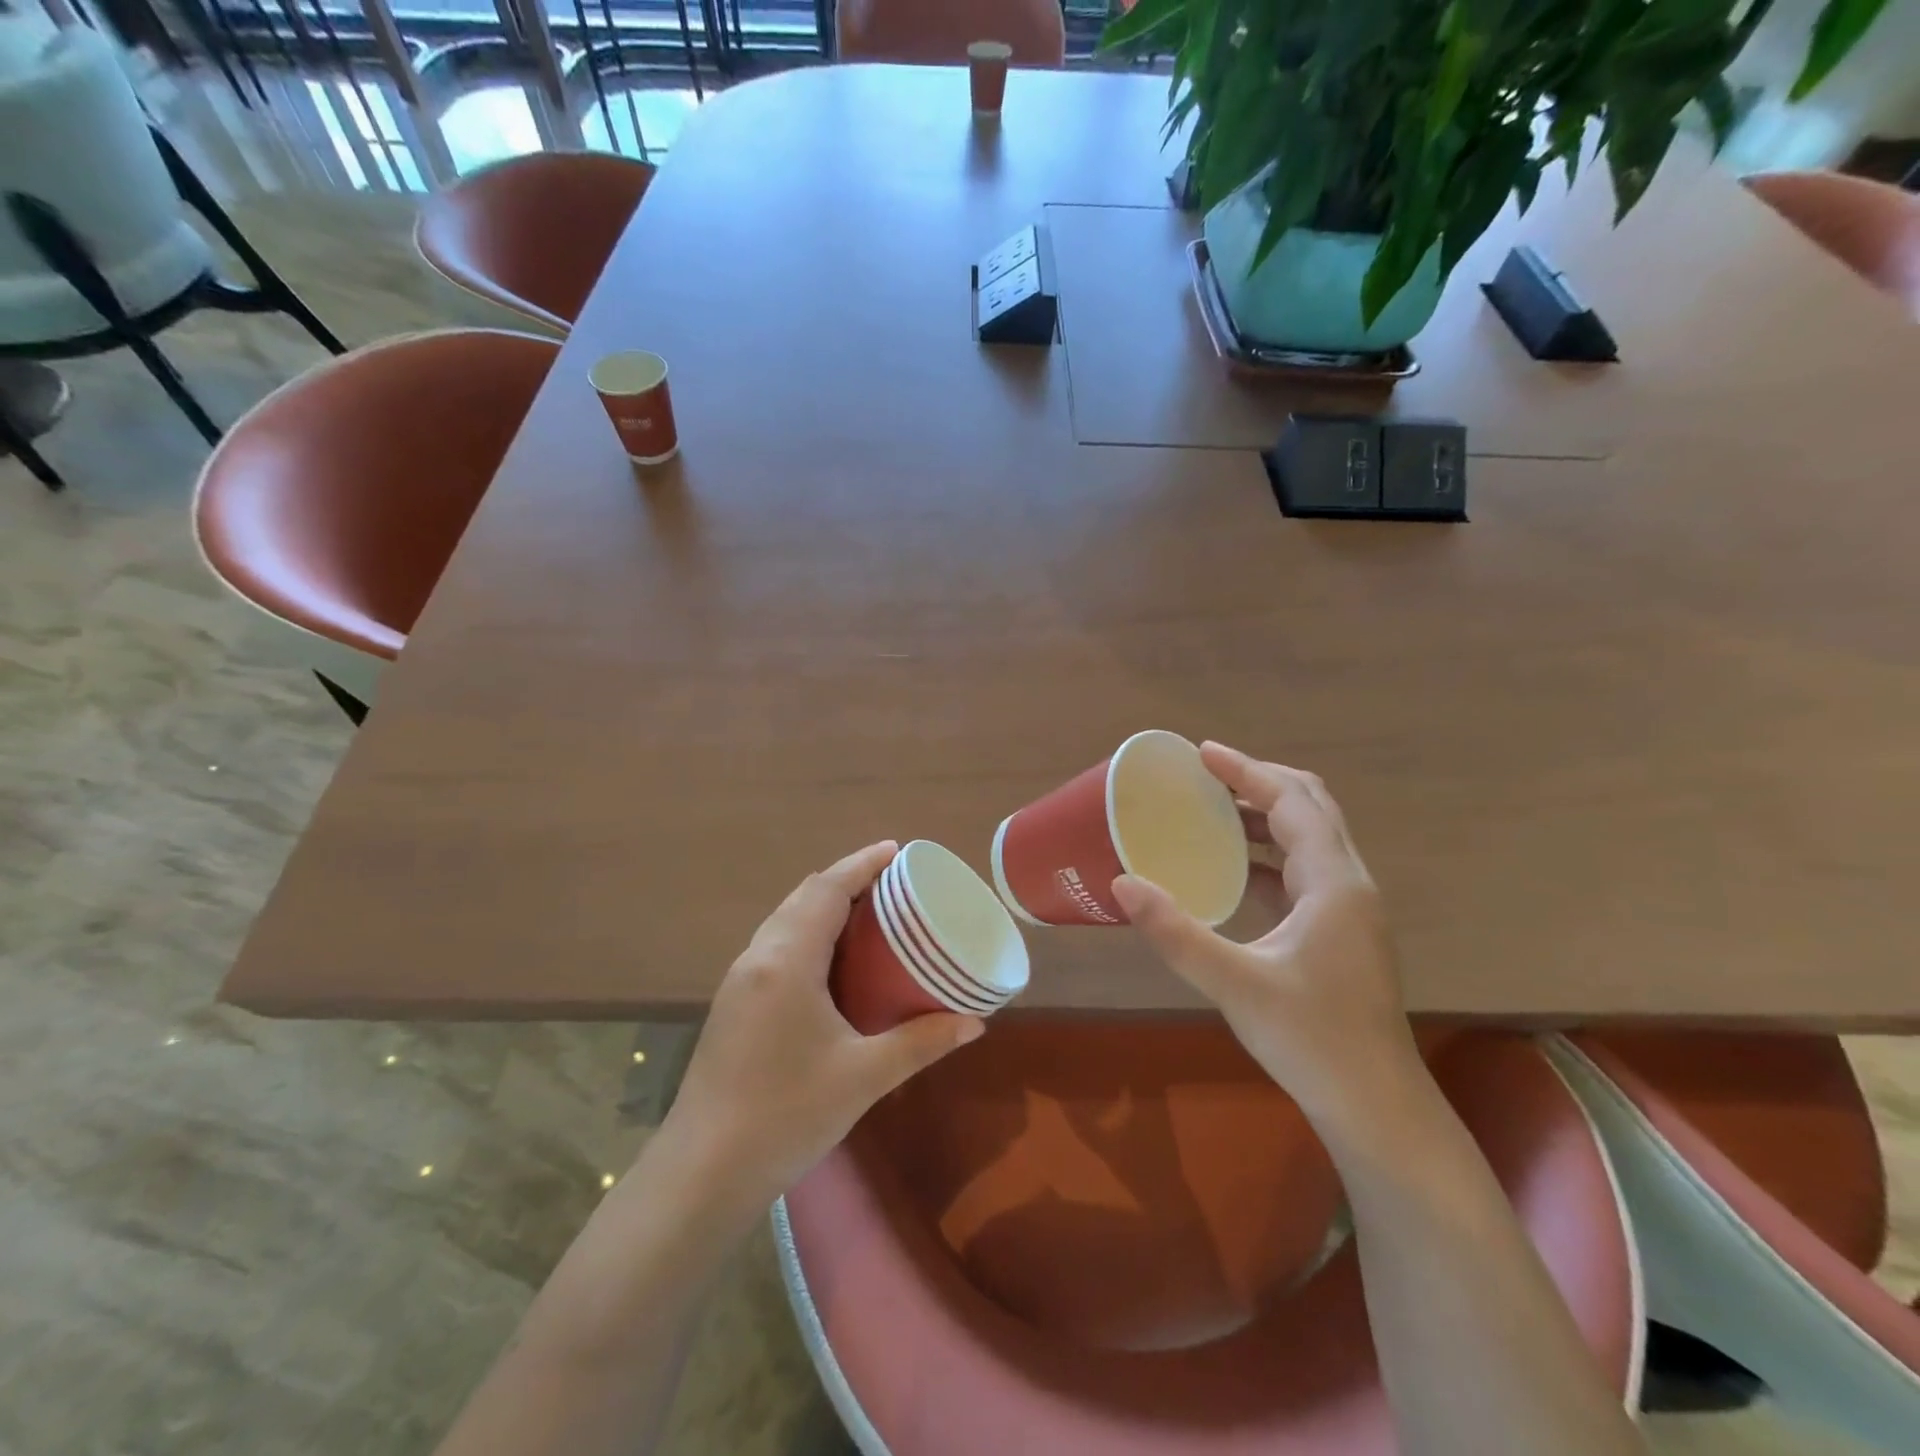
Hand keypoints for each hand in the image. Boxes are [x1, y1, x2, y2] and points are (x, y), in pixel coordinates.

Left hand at [656, 841, 983, 1213]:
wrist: (701, 1173)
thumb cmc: (786, 1116)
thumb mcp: (863, 1077)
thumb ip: (921, 1042)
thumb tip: (974, 1023)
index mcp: (787, 961)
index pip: (827, 889)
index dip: (862, 864)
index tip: (897, 850)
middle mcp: (758, 957)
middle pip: (804, 896)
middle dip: (846, 879)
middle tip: (893, 883)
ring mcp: (739, 981)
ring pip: (785, 919)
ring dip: (824, 905)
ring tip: (868, 913)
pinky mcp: (733, 1005)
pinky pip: (776, 944)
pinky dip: (807, 931)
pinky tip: (831, 961)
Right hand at [1111, 743, 1421, 1133]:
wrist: (1376, 1107)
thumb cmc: (1311, 1039)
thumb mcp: (1234, 983)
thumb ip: (1175, 931)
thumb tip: (1123, 882)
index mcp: (1334, 883)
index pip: (1293, 802)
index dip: (1247, 771)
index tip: (1201, 754)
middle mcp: (1349, 884)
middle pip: (1311, 807)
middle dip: (1259, 782)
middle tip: (1206, 774)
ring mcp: (1350, 910)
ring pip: (1311, 838)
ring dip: (1266, 816)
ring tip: (1213, 810)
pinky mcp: (1341, 933)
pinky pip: (1305, 871)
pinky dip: (1270, 853)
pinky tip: (1233, 869)